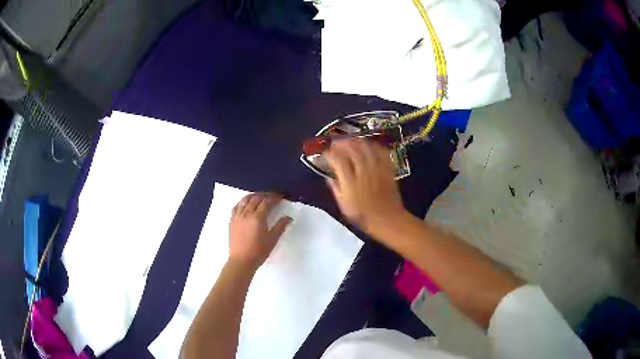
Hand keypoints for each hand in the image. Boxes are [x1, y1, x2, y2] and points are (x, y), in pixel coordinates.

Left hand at [229, 193, 292, 269]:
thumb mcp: (272, 239)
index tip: (281, 196)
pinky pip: (237, 206)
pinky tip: (246, 203)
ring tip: (260, 196)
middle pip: (256, 199)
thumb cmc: (259, 251)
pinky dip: (242, 202)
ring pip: (245, 200)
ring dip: (254, 196)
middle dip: (265, 195)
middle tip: (273, 196)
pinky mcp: (232, 220)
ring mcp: (238, 216)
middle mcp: (247, 214)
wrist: (241, 261)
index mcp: (258, 218)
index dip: (275, 197)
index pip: (267, 202)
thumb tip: (288, 217)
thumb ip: (280, 226)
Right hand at [325, 139, 406, 234]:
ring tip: (349, 141)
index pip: (338, 160)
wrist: (387, 219)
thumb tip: (329, 177)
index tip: (325, 153)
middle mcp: (363, 172)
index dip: (330, 154)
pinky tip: (367, 145)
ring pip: (366, 147)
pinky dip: (372, 145)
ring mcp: (377, 168)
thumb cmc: (363, 215)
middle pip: (352, 149)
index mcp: (350, 182)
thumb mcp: (343, 205)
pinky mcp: (387, 168)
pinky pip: (380, 151)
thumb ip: (335, 188)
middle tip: (335, 143)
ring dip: (355, 141)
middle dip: (341, 143)